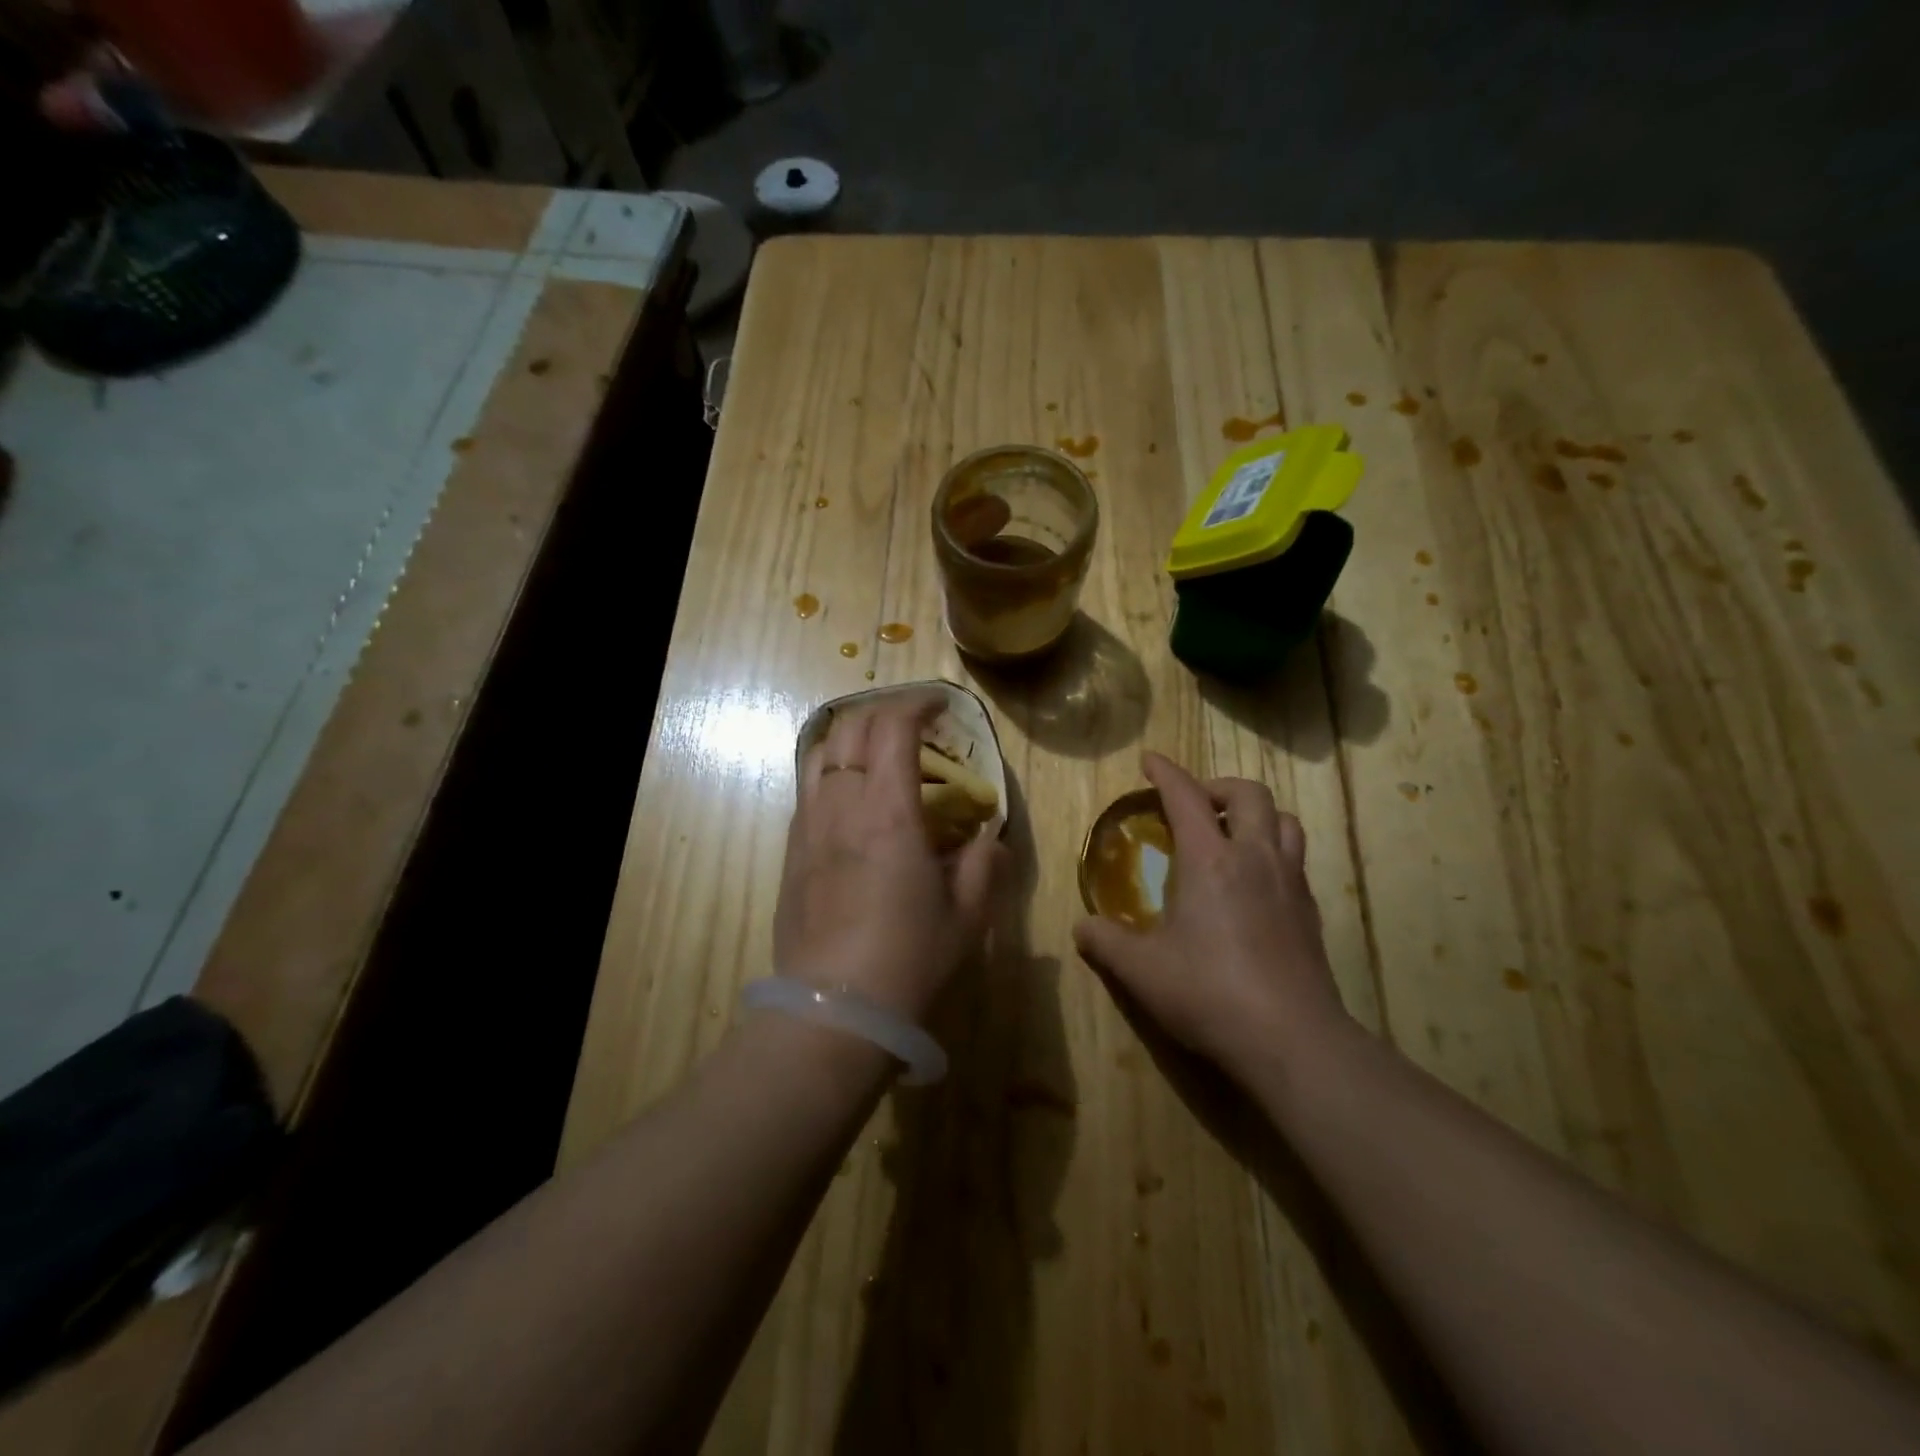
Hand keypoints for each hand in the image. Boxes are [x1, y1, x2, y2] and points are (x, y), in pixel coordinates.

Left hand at [775, 694, 1001, 1020]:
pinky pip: (808, 788)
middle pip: (851, 727)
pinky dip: (833, 770)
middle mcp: (840, 804)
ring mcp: (808, 826)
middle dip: (885, 711)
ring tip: (879, 752)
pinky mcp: (791, 851)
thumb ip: (983, 864)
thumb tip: (987, 838)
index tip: (943, 706)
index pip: (893, 727)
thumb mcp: (968, 916)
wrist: (833, 1012)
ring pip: (820, 752)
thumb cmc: (908, 960)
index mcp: (887, 811)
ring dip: (852, 736)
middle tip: (916, 725)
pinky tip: (853, 798)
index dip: (919, 704)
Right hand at [1073, 752, 1348, 1076]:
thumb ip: (1105, 942)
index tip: (1149, 760)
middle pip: (1248, 794)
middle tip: (1193, 804)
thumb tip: (1082, 927)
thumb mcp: (1141, 970)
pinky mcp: (1310, 911)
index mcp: (1211, 860)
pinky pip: (1295, 858)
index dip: (1165, 772)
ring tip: (1230, 834)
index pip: (1186, 797)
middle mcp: (1255, 858)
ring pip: (1283, 820)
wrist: (1292, 1039)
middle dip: (1217, 787)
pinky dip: (1272, 850)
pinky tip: (1254, 882)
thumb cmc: (1209, 993)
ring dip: (1254, 814)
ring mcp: (1290, 883)